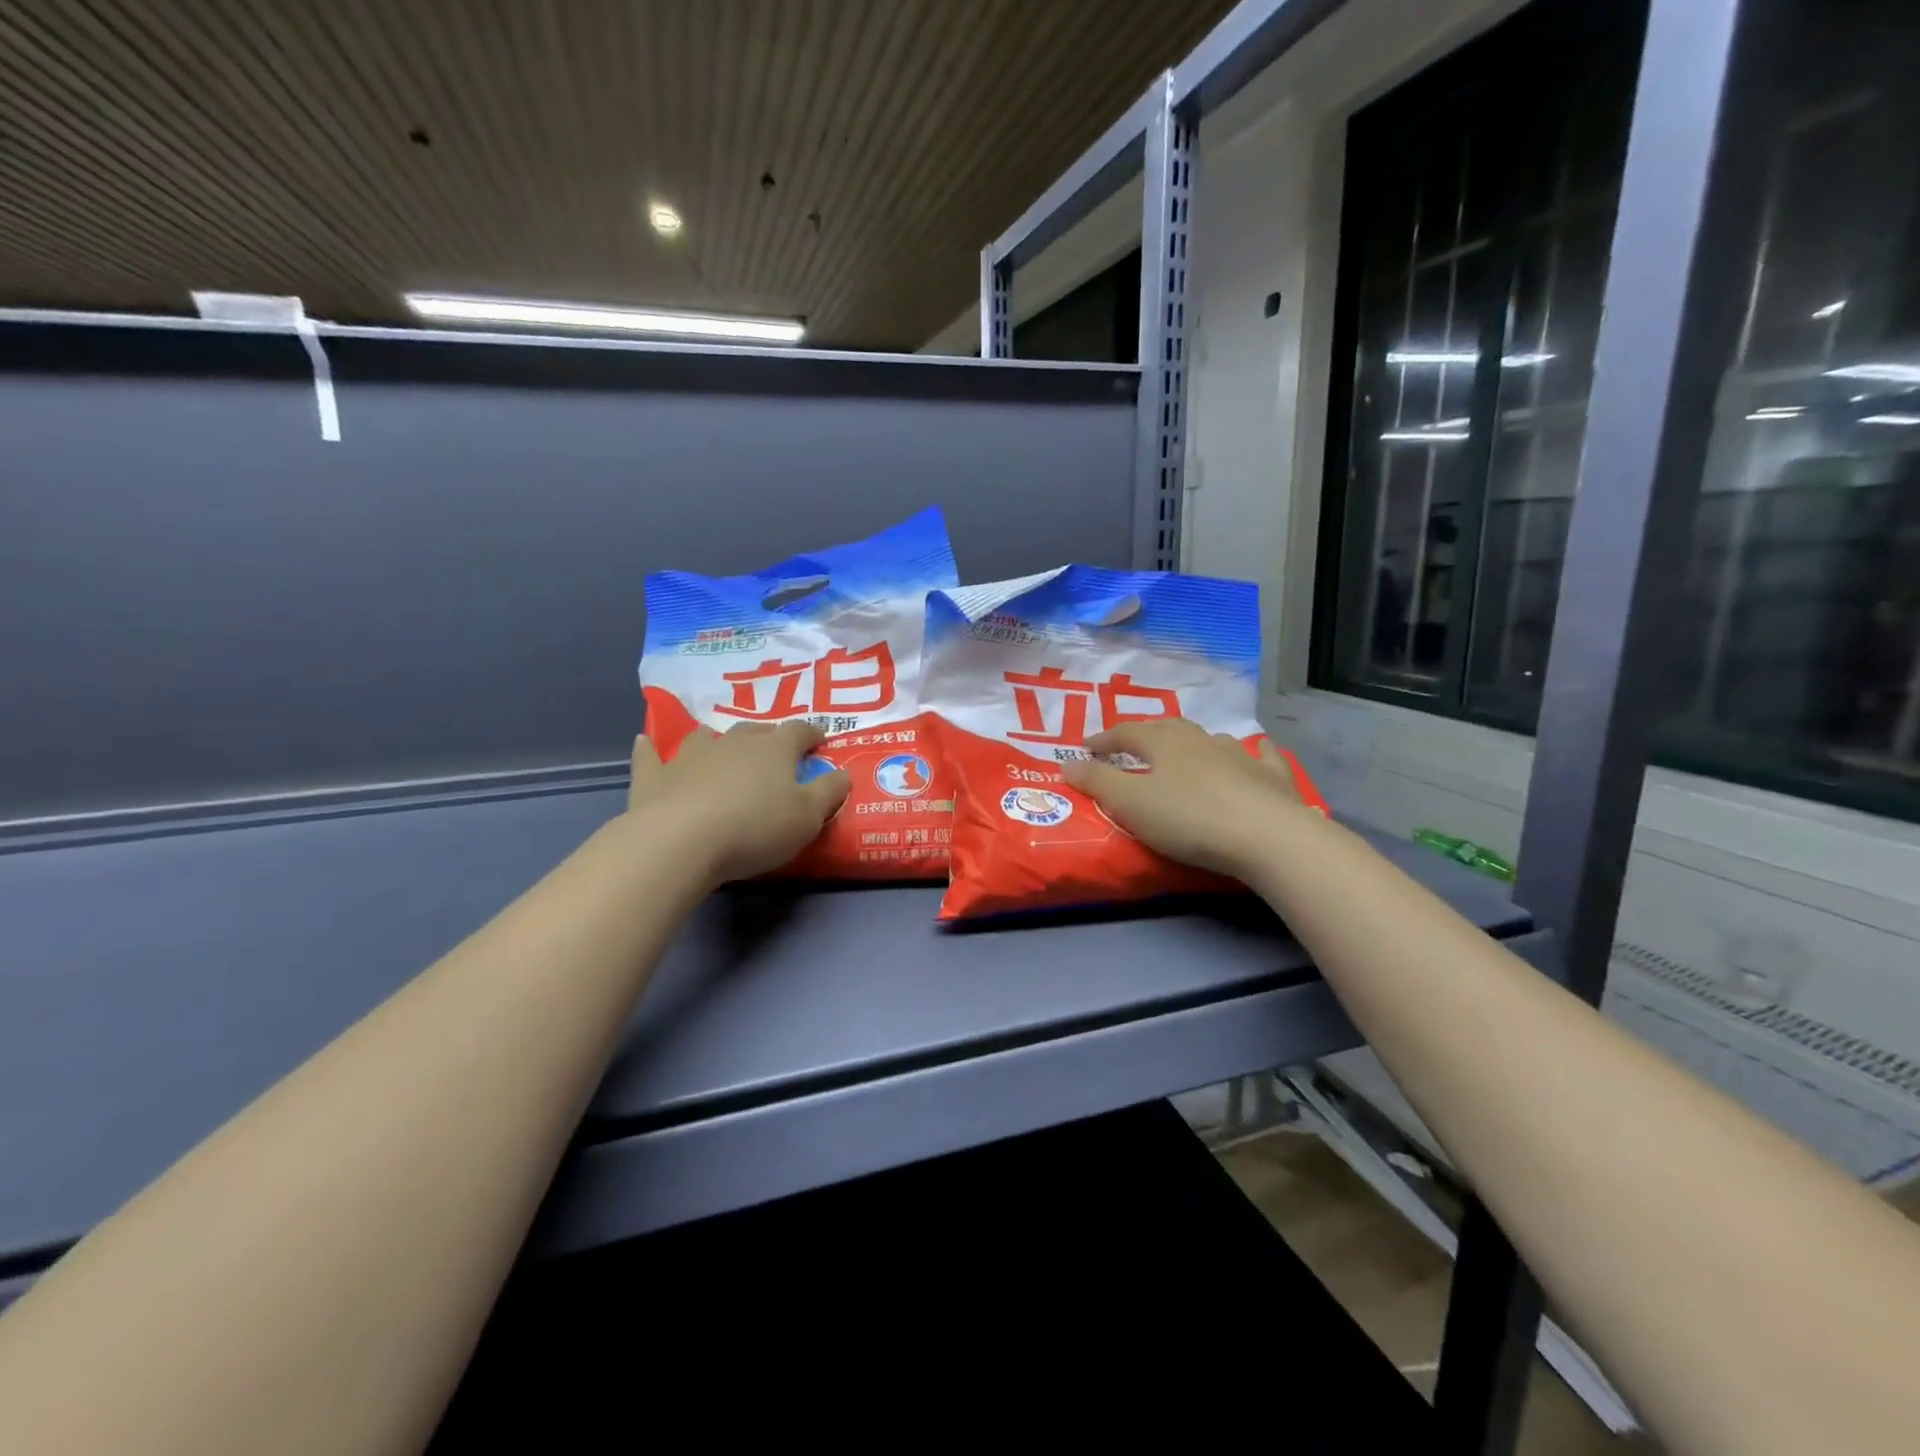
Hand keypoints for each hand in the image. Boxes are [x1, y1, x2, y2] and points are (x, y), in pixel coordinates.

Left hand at [626, 722, 849, 886]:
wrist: (682, 841)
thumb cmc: (755, 828)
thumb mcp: (808, 817)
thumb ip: (829, 792)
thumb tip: (844, 772)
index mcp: (774, 750)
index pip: (799, 732)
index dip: (813, 734)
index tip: (821, 740)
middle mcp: (733, 743)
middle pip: (755, 731)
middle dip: (768, 737)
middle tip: (775, 751)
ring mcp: (690, 756)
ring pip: (705, 737)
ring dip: (715, 739)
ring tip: (719, 746)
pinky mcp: (656, 777)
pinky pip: (651, 756)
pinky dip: (651, 750)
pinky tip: (645, 743)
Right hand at [1059, 719, 1321, 878]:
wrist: (1266, 837)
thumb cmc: (1188, 819)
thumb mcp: (1130, 804)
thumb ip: (1097, 782)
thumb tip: (1066, 763)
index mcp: (1164, 744)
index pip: (1126, 732)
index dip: (1104, 739)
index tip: (1086, 747)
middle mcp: (1201, 740)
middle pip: (1168, 729)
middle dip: (1146, 735)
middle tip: (1132, 746)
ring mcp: (1241, 755)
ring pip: (1211, 739)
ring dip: (1193, 743)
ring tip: (1184, 754)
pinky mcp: (1271, 777)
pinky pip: (1260, 755)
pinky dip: (1252, 752)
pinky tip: (1255, 752)